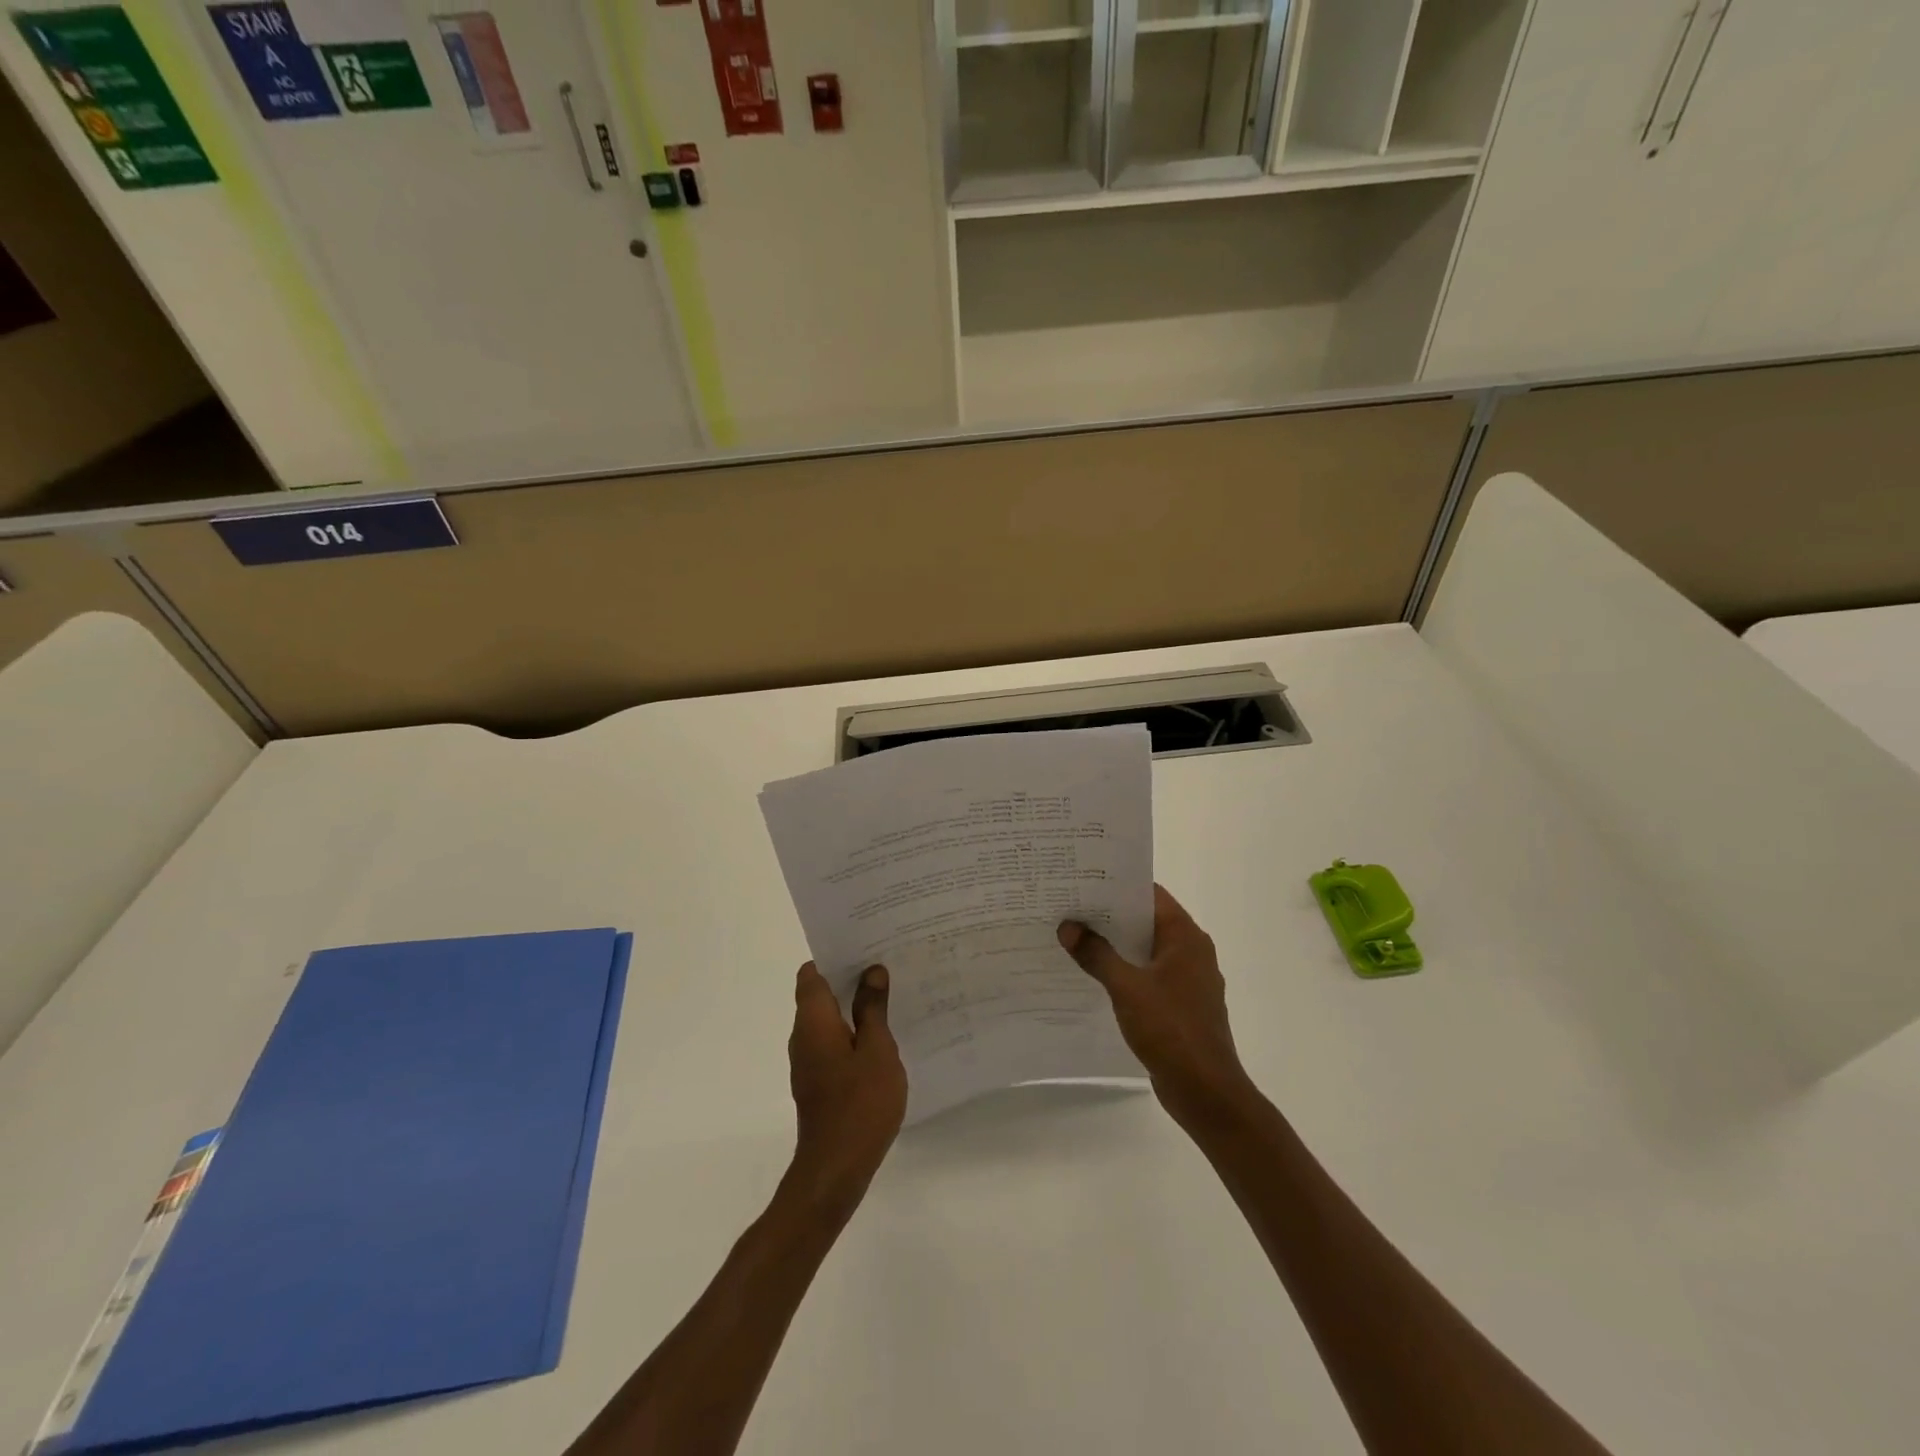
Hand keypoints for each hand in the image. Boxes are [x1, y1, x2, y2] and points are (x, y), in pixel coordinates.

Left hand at [786, 963, 906, 1213]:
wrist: (836, 1169)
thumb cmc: (859, 1103)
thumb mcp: (877, 1049)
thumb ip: (873, 1008)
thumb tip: (871, 971)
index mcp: (813, 1021)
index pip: (812, 973)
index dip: (834, 956)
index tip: (864, 947)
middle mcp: (803, 1036)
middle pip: (819, 993)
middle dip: (849, 978)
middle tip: (887, 966)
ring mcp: (808, 1061)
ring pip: (828, 1019)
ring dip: (853, 1006)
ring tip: (891, 996)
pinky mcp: (818, 1081)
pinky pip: (833, 1042)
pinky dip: (853, 1032)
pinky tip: (883, 1037)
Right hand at [1059, 885, 1253, 1127]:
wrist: (1206, 1091)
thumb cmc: (1171, 1029)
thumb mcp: (1127, 988)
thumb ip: (1096, 955)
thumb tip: (1068, 927)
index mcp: (1186, 937)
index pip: (1150, 895)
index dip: (1117, 886)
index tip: (1083, 881)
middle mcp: (1191, 952)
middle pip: (1146, 921)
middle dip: (1109, 916)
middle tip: (1070, 907)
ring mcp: (1187, 980)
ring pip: (1145, 950)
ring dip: (1115, 945)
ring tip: (1074, 937)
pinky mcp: (1180, 1005)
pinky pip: (1147, 976)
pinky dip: (1124, 971)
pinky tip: (1093, 976)